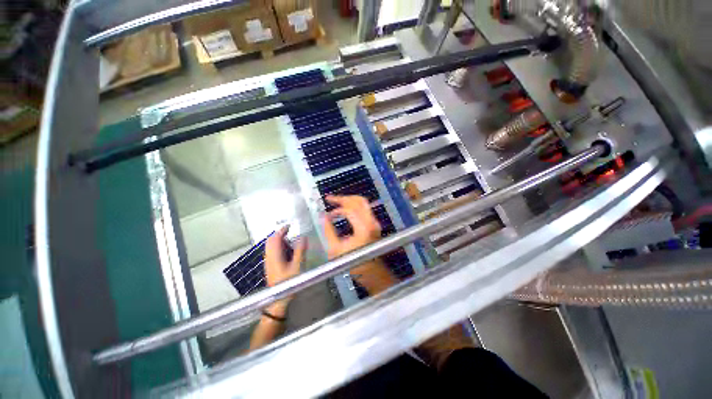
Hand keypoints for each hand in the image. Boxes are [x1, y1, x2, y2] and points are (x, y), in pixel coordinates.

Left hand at [264, 226, 306, 313]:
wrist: (277, 300)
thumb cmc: (288, 284)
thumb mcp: (297, 266)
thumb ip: (300, 251)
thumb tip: (303, 238)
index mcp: (274, 256)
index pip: (275, 238)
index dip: (282, 230)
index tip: (289, 226)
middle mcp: (269, 257)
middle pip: (270, 241)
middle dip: (279, 234)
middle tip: (290, 231)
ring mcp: (268, 262)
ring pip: (270, 246)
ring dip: (279, 240)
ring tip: (290, 240)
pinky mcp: (270, 266)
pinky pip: (272, 252)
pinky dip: (279, 247)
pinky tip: (287, 251)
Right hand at [323, 195, 395, 293]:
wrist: (371, 272)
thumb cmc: (353, 263)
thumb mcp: (335, 249)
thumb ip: (328, 230)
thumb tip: (323, 216)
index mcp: (363, 228)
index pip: (350, 210)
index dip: (337, 208)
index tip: (327, 212)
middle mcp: (372, 222)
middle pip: (358, 201)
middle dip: (343, 198)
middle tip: (330, 198)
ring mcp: (375, 222)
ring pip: (363, 203)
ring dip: (349, 200)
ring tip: (337, 201)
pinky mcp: (375, 224)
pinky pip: (365, 209)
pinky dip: (354, 205)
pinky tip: (345, 208)